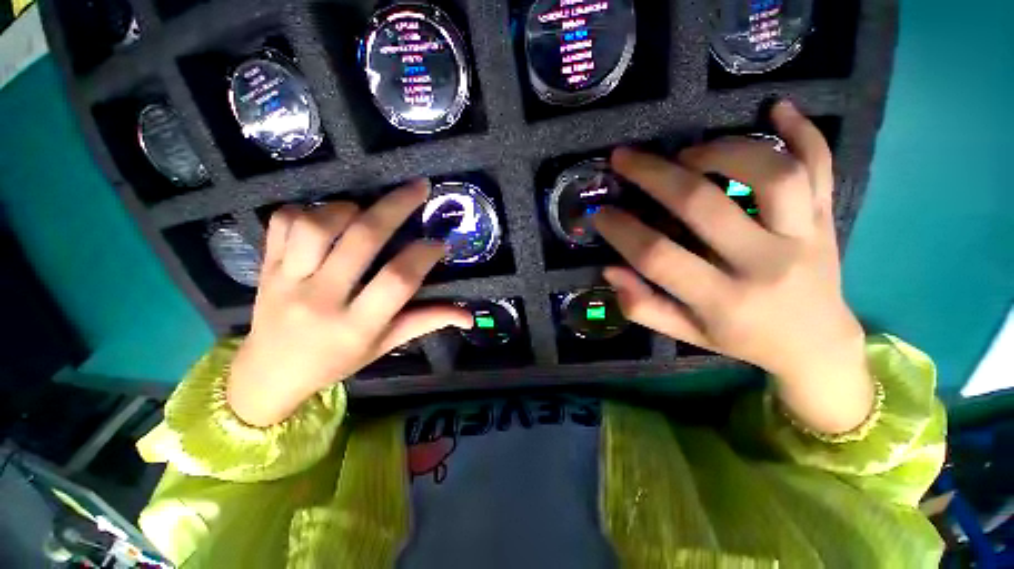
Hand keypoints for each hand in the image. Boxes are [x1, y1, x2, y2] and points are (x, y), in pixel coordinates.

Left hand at [228, 181, 471, 426]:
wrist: (269, 374)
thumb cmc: (336, 361)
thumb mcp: (386, 345)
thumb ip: (427, 323)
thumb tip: (469, 317)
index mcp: (357, 325)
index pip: (398, 280)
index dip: (424, 254)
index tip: (439, 243)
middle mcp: (322, 299)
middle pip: (363, 240)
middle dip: (397, 206)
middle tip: (419, 188)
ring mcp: (287, 280)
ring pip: (317, 225)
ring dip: (348, 208)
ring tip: (365, 211)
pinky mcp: (265, 267)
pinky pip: (282, 223)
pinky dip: (307, 210)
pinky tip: (326, 219)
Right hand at [594, 100, 872, 434]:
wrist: (817, 344)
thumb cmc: (743, 340)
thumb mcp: (686, 334)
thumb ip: (644, 307)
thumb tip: (611, 270)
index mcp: (723, 301)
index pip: (658, 258)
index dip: (622, 231)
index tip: (599, 214)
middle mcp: (765, 265)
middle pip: (704, 205)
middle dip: (653, 175)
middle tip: (624, 158)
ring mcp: (804, 236)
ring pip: (771, 174)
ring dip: (723, 151)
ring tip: (689, 151)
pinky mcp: (826, 217)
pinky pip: (822, 165)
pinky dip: (803, 129)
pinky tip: (776, 107)